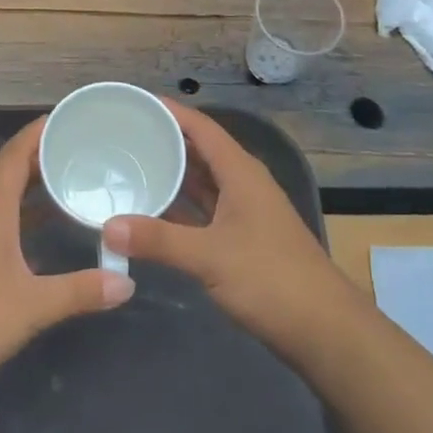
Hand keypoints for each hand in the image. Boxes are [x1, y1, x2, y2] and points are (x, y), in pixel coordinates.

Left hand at [0, 119, 133, 400]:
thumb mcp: (31, 306)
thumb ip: (79, 291)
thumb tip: (127, 282)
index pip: (15, 155)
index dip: (38, 132)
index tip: (67, 117)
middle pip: (11, 176)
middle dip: (44, 161)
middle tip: (83, 154)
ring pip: (4, 204)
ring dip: (34, 194)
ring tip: (71, 191)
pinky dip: (23, 223)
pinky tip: (42, 241)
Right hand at [104, 102, 347, 359]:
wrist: (325, 330)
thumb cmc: (271, 279)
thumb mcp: (210, 257)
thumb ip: (158, 240)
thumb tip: (108, 227)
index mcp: (240, 172)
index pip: (201, 127)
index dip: (171, 112)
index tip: (134, 103)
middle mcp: (243, 184)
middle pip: (200, 151)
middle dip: (164, 142)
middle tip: (120, 136)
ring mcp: (244, 213)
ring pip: (202, 183)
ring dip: (171, 176)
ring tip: (128, 168)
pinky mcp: (243, 240)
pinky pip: (204, 211)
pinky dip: (179, 208)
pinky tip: (152, 213)